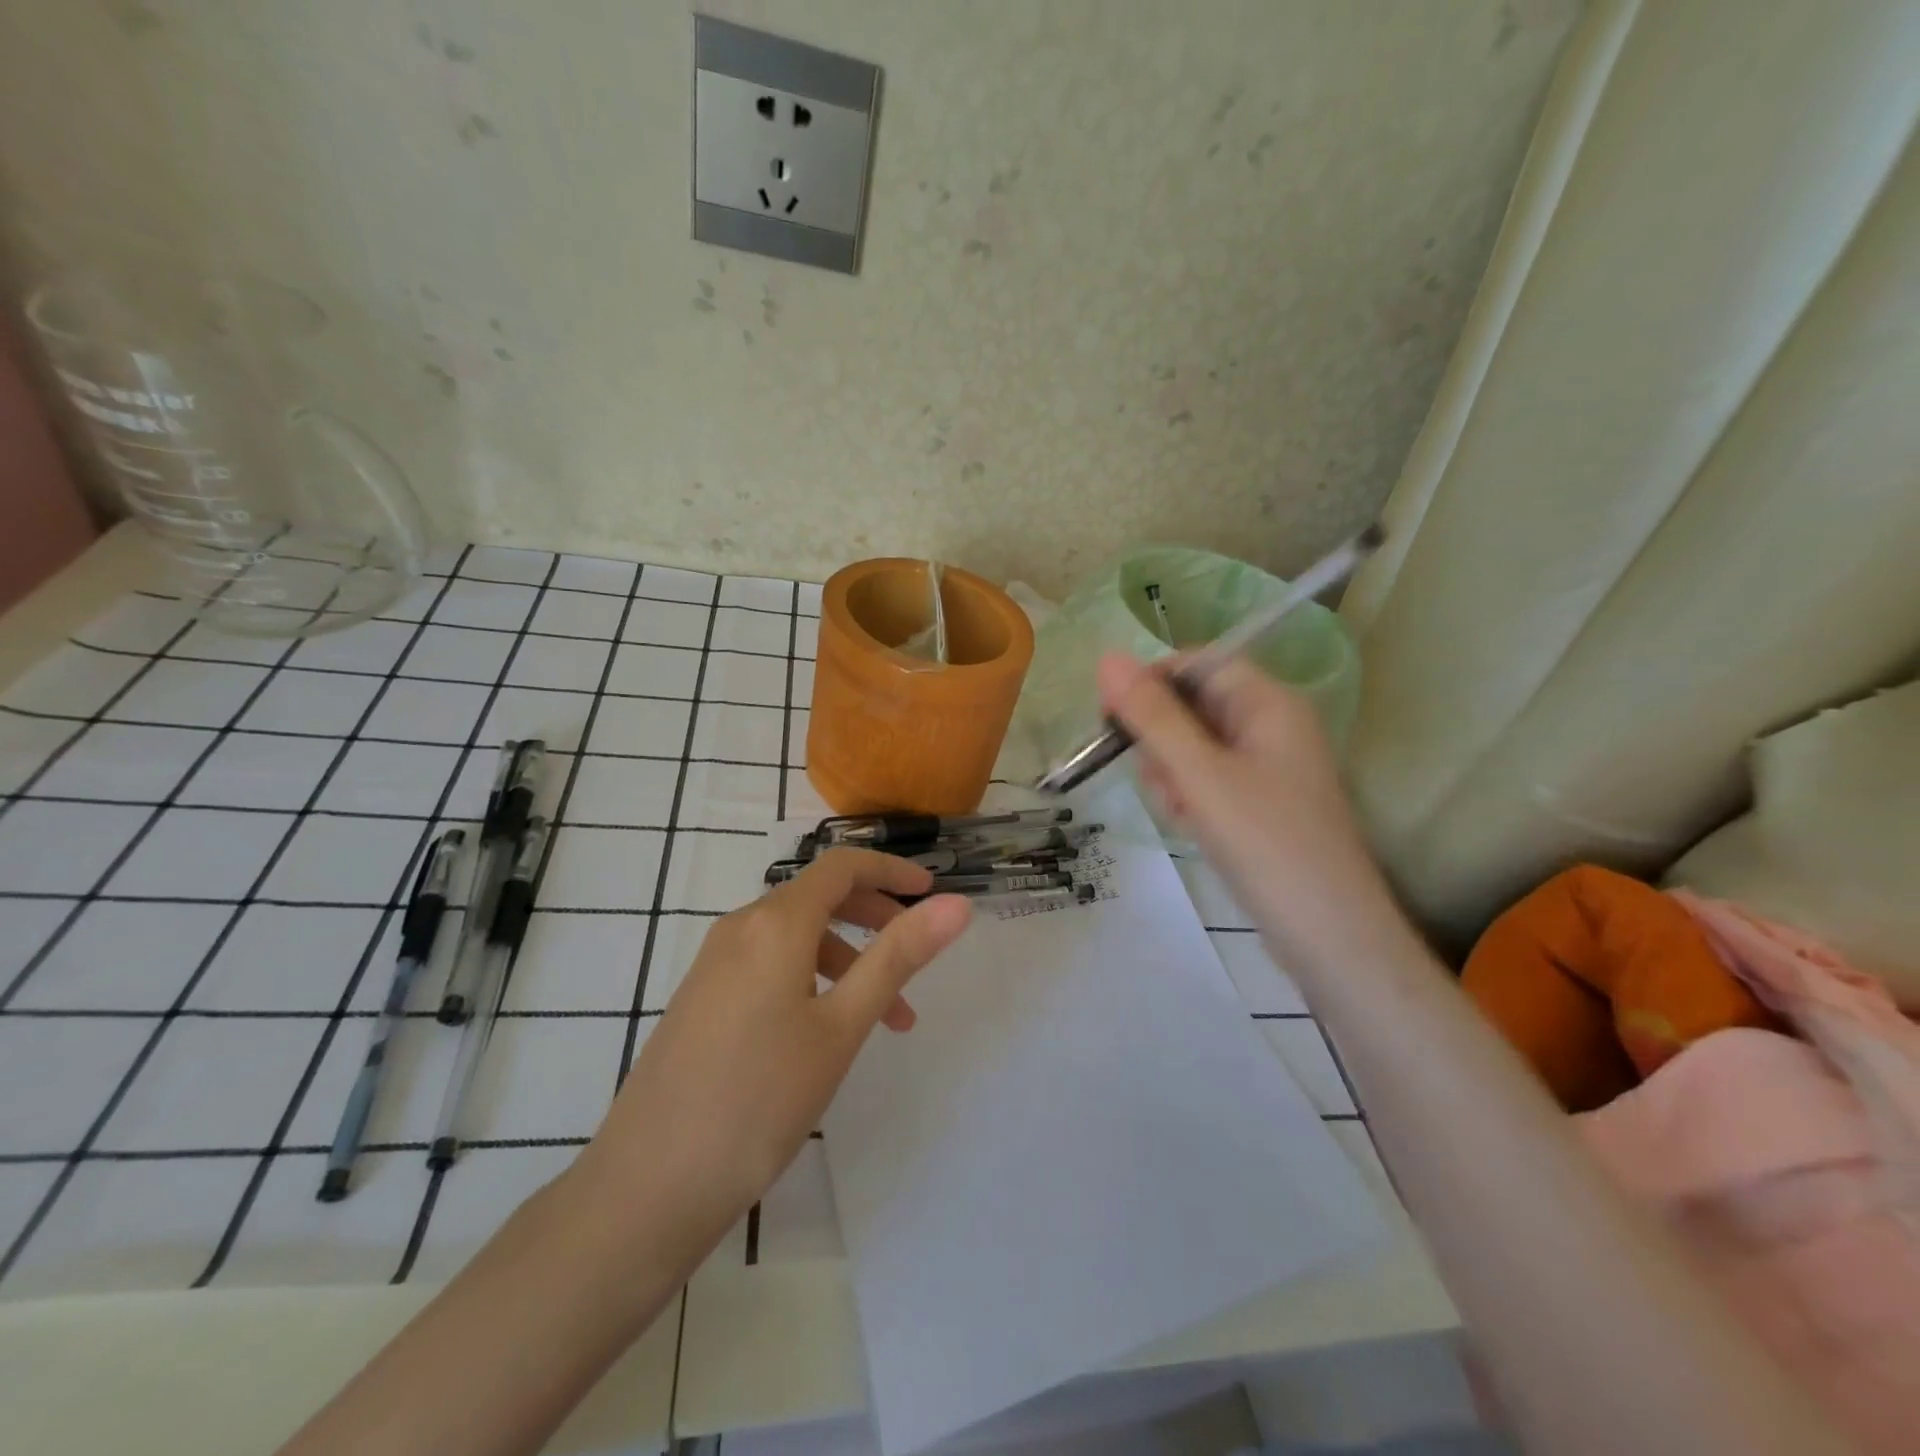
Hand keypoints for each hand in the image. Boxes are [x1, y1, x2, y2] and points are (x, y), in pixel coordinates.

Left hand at [574, 848, 972, 1237]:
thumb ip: (899, 956)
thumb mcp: (842, 1026)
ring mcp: (715, 963)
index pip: (842, 866)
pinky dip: (812, 978)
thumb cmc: (760, 1099)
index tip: (933, 891)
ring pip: (796, 935)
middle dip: (875, 914)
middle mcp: (740, 927)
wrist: (647, 1186)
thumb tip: (957, 903)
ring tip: (888, 1019)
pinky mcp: (702, 997)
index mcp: (775, 922)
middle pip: (819, 896)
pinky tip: (827, 1031)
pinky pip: (769, 964)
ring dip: (849, 958)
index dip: (891, 870)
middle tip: (917, 951)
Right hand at [1097, 651, 1406, 972]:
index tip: (1114, 718)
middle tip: (1162, 782)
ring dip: (1171, 774)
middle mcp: (1270, 726)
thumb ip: (1152, 716)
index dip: (1151, 682)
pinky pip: (1207, 780)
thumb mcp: (1199, 775)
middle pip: (1191, 706)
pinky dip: (1189, 797)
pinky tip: (1192, 827)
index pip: (1197, 663)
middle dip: (1162, 741)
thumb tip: (1107, 658)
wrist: (1327, 934)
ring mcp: (1266, 766)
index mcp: (1268, 703)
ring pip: (1192, 747)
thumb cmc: (1265, 843)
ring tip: (1183, 813)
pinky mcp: (1258, 802)